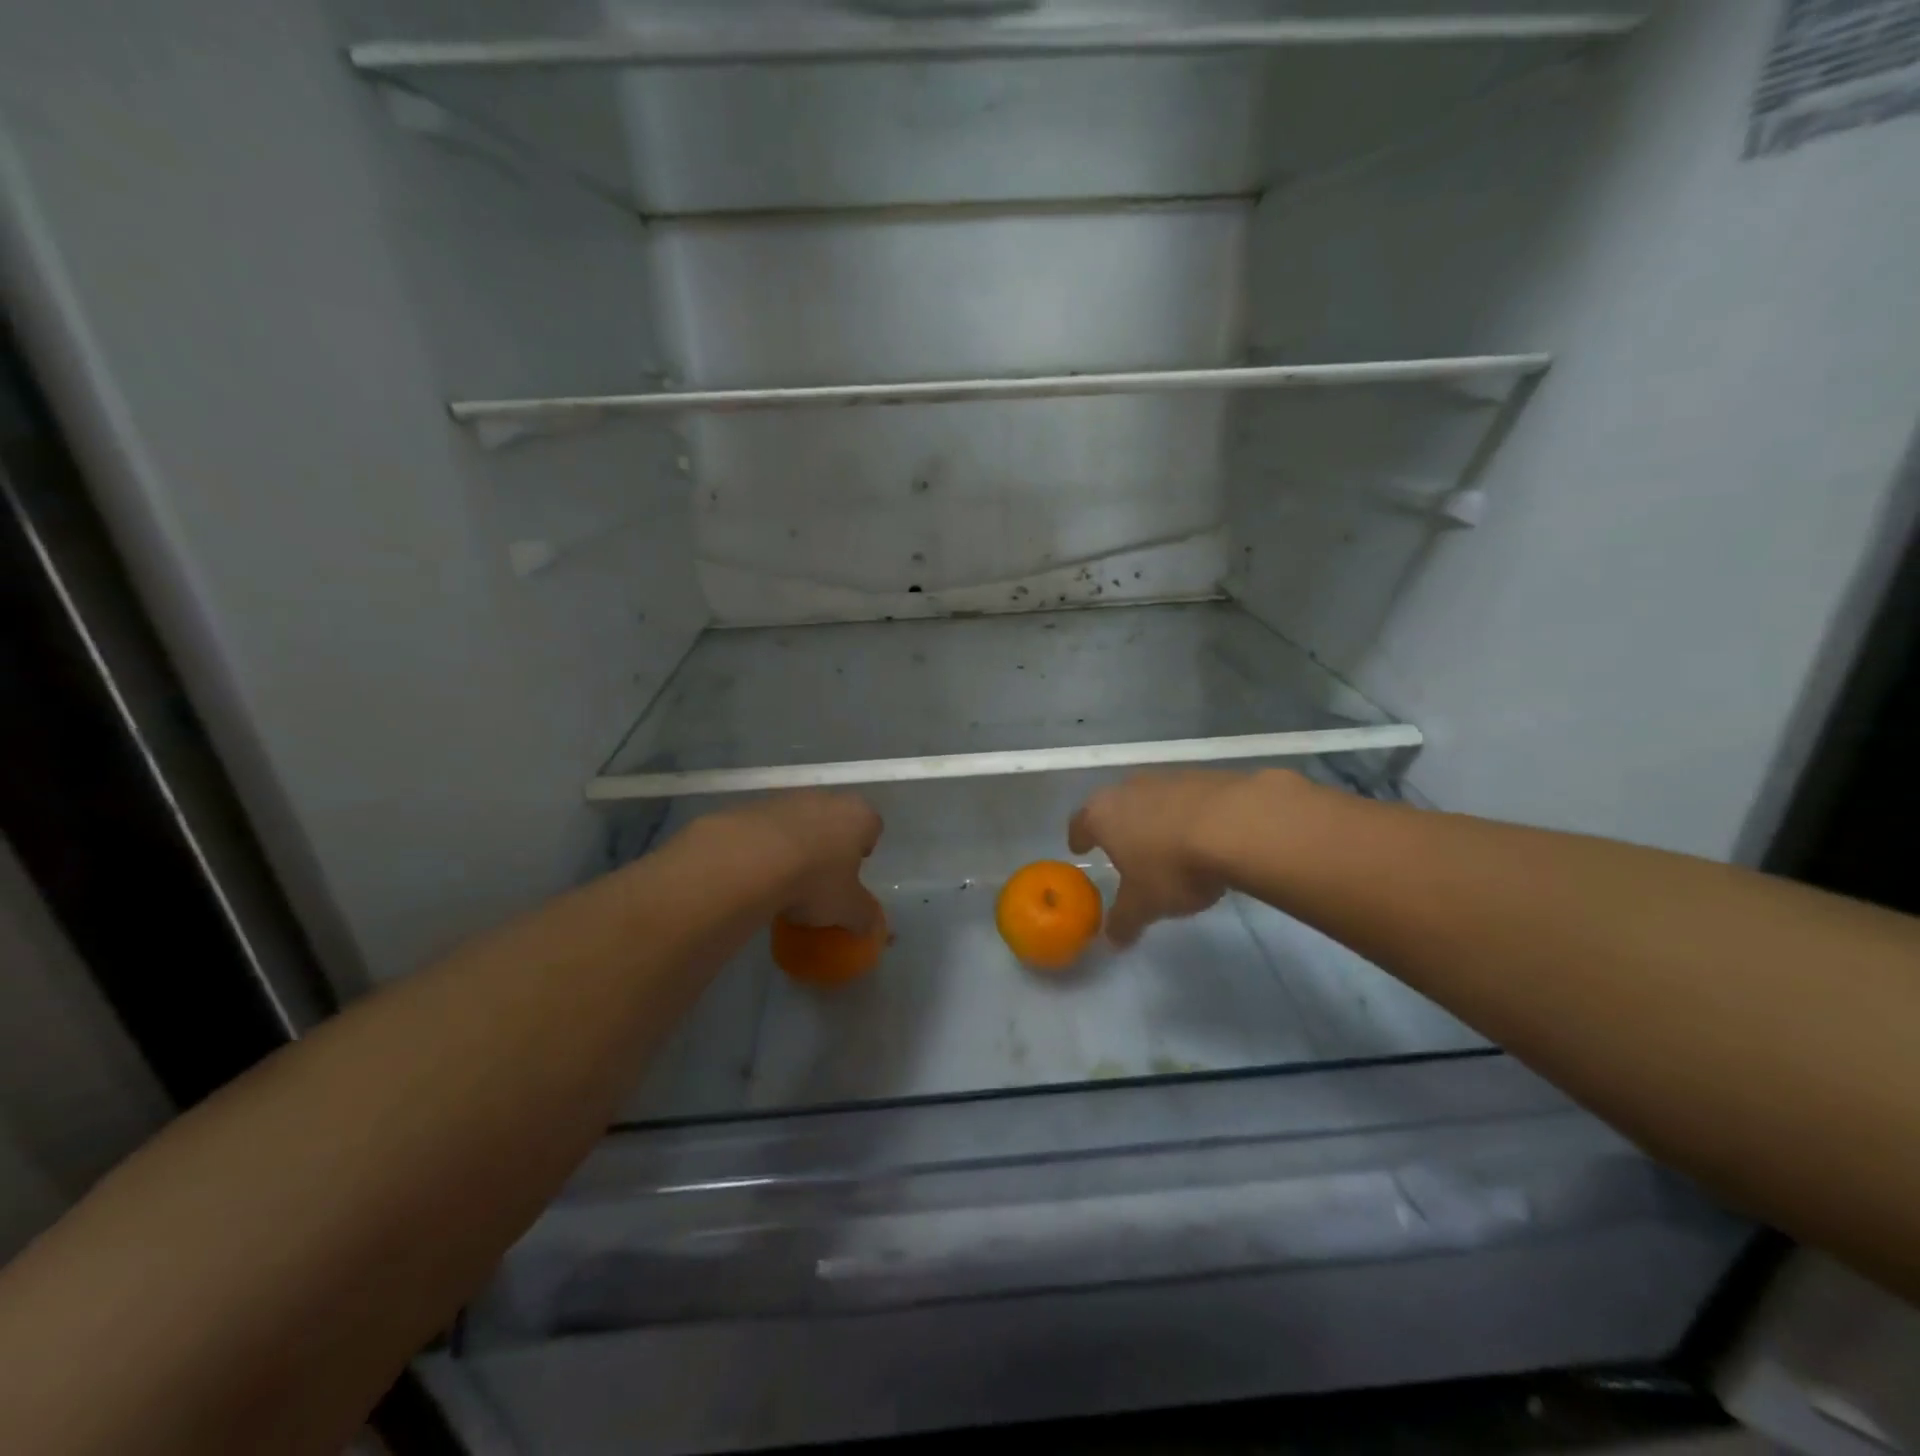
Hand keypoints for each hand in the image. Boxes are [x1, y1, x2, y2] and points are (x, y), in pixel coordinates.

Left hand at [703, 791, 883, 932]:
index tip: (852, 874)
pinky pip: (770, 828)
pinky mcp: (755, 807)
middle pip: (836, 820)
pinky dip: (768, 846)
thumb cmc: (815, 880)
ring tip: (786, 878)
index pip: (873, 827)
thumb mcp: (847, 909)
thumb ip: (864, 916)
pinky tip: (759, 872)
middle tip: (821, 877)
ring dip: (798, 844)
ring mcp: (790, 799)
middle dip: (831, 845)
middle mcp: (829, 798)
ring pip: (801, 822)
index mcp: (860, 816)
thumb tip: (871, 926)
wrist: (749, 859)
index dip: (864, 850)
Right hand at [1068, 770, 1254, 946]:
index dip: (1079, 837)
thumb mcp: (1144, 905)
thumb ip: (1124, 921)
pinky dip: (1190, 815)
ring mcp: (1169, 779)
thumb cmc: (1173, 866)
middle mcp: (1130, 789)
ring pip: (1153, 799)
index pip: (1080, 823)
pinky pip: (1189, 799)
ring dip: (1156, 818)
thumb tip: (1112, 940)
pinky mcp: (1207, 777)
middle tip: (1123, 846)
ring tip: (1168, 844)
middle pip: (1115, 805)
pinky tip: (1204, 836)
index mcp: (1103, 815)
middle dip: (1118, 825)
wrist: (1238, 826)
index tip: (1079, 847)